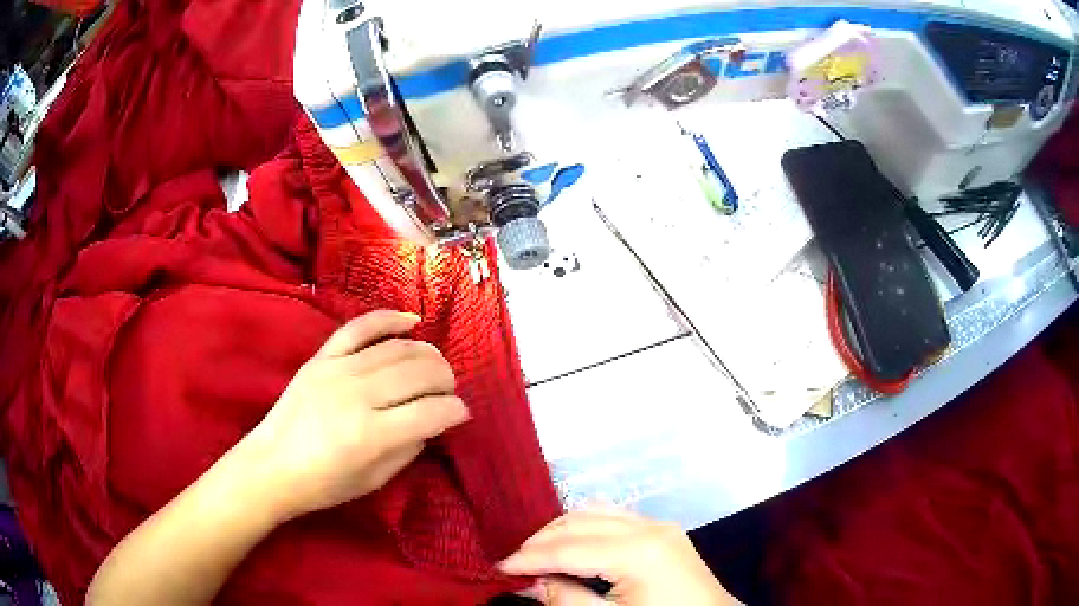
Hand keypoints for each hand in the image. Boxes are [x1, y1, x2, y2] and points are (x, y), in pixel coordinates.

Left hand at [244, 310, 469, 519]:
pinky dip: (388, 319)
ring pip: (396, 348)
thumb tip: (432, 422)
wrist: (271, 466)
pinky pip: (359, 328)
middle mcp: (358, 396)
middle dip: (445, 379)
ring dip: (426, 354)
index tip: (461, 414)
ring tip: (436, 366)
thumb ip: (408, 449)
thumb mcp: (374, 480)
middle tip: (449, 390)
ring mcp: (337, 370)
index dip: (455, 411)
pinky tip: (412, 320)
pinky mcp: (321, 358)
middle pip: (418, 373)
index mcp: (371, 435)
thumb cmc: (324, 484)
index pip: (431, 412)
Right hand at [500, 509, 737, 605]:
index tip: (499, 568)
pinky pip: (615, 517)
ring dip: (562, 530)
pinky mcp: (665, 532)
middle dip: (541, 541)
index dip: (528, 558)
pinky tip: (574, 545)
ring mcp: (660, 526)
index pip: (567, 548)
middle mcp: (649, 528)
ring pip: (595, 512)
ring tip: (539, 553)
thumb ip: (567, 600)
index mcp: (638, 551)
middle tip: (515, 563)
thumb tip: (532, 582)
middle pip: (579, 522)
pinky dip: (586, 527)